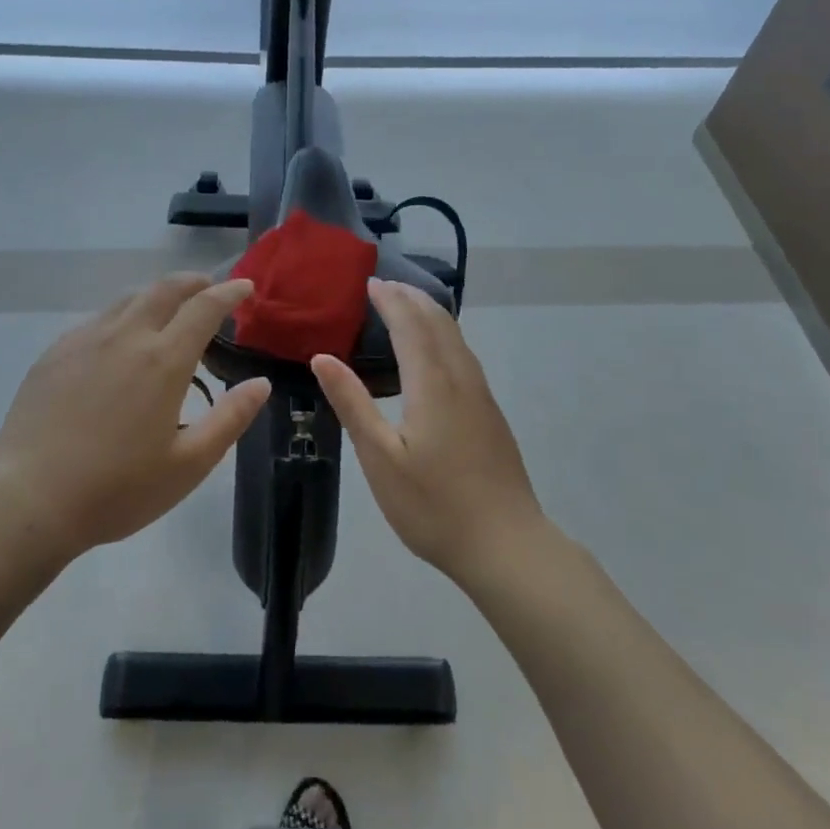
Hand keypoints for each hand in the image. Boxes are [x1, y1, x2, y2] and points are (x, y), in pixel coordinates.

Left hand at [0, 274, 270, 564]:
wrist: (29, 501)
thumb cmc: (117, 489)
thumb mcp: (188, 464)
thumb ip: (230, 419)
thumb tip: (261, 383)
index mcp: (164, 360)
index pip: (204, 308)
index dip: (229, 292)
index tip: (245, 287)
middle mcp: (126, 337)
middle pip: (165, 289)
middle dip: (193, 282)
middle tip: (209, 289)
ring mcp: (86, 340)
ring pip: (129, 299)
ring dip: (157, 296)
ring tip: (168, 310)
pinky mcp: (55, 353)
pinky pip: (98, 319)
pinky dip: (123, 316)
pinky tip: (119, 339)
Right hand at [313, 279, 542, 585]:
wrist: (507, 545)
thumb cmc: (434, 505)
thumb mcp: (380, 458)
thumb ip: (353, 403)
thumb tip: (322, 357)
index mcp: (432, 383)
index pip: (410, 324)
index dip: (390, 300)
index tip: (370, 283)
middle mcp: (461, 378)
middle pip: (438, 322)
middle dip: (411, 298)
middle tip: (384, 286)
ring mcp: (481, 395)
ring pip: (456, 337)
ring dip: (430, 314)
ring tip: (406, 307)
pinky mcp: (490, 413)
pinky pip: (464, 354)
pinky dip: (443, 335)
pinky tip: (435, 352)